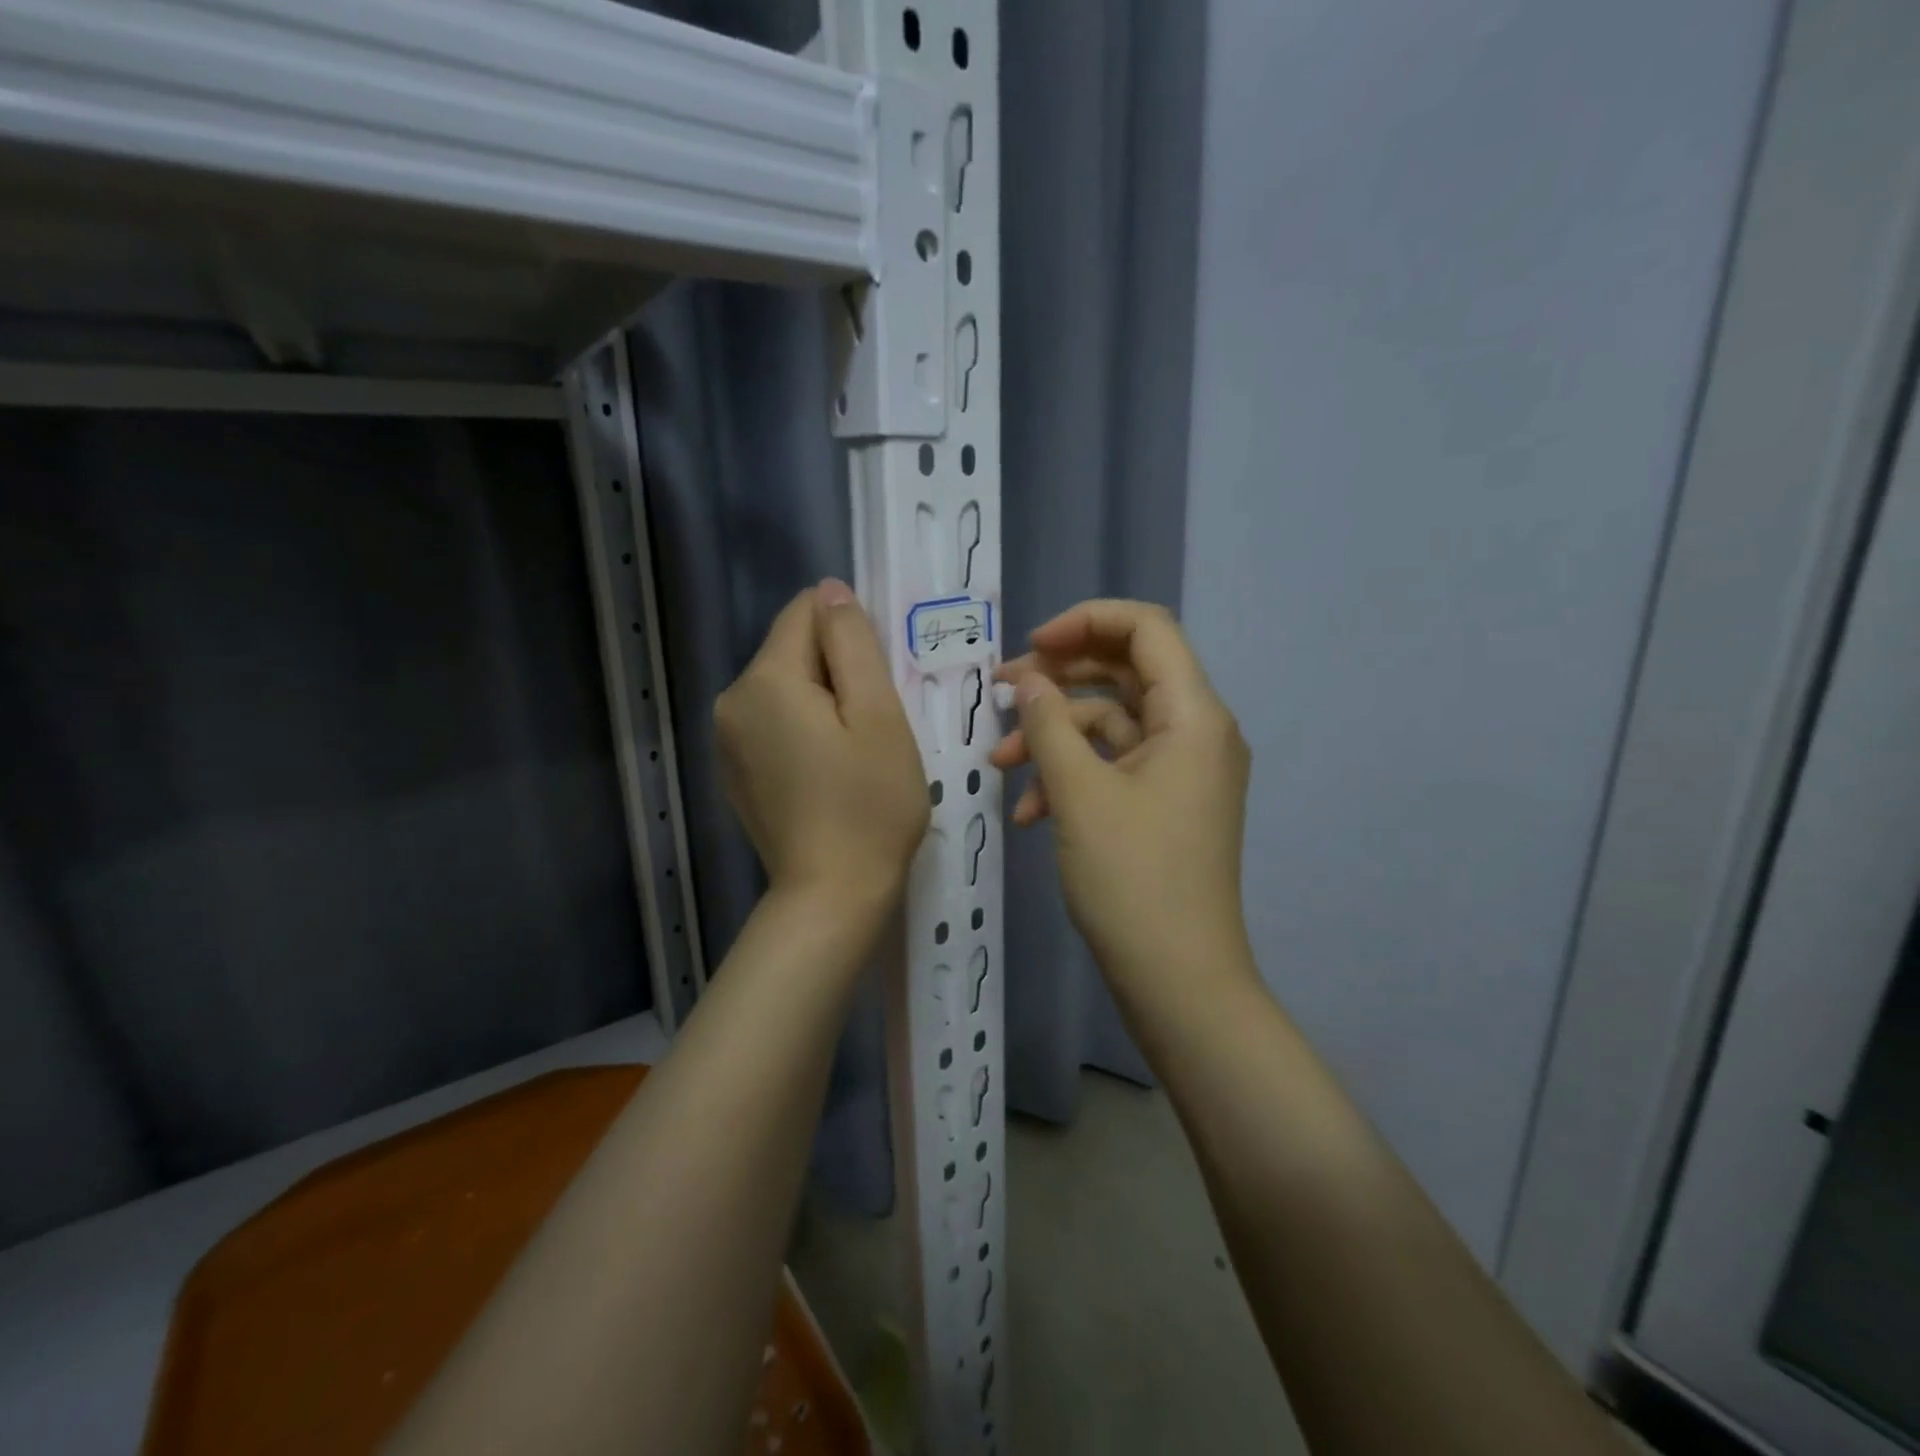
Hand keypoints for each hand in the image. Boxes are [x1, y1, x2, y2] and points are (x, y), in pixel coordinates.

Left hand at [715, 579, 928, 921]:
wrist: (831, 895)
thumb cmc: (869, 803)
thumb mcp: (878, 714)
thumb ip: (852, 643)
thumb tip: (831, 591)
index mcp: (765, 680)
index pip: (806, 612)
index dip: (851, 635)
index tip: (879, 681)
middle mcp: (731, 701)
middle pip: (793, 651)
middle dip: (837, 672)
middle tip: (874, 725)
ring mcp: (726, 741)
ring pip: (785, 688)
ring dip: (823, 703)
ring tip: (854, 752)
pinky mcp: (734, 772)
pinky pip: (773, 724)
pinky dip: (803, 732)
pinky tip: (827, 773)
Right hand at [991, 600, 1252, 991]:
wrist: (1176, 978)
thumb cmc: (1132, 878)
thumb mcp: (1079, 793)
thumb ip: (1049, 723)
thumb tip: (1027, 681)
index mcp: (1193, 715)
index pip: (1146, 629)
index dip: (1085, 622)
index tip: (1030, 648)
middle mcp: (1195, 731)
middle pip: (1124, 672)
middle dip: (1058, 679)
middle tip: (1001, 692)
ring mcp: (1180, 770)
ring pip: (1110, 723)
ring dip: (1054, 736)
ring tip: (1000, 764)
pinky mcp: (1163, 803)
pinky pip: (1113, 766)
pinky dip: (1070, 776)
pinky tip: (1028, 812)